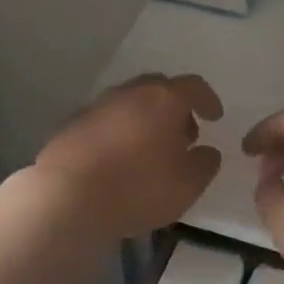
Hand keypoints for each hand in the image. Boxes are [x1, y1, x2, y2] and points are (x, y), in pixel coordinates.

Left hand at [36, 74, 222, 241]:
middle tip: (183, 134)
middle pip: (158, 89)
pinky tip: (120, 161)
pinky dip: (119, 133)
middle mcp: (129, 93)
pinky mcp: (72, 125)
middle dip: (175, 108)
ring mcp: (97, 106)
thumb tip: (206, 151)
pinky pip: (106, 121)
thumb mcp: (187, 185)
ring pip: (130, 103)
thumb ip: (205, 164)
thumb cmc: (138, 187)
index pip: (193, 86)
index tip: (215, 118)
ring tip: (151, 151)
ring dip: (145, 120)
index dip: (208, 100)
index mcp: (163, 99)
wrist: (68, 197)